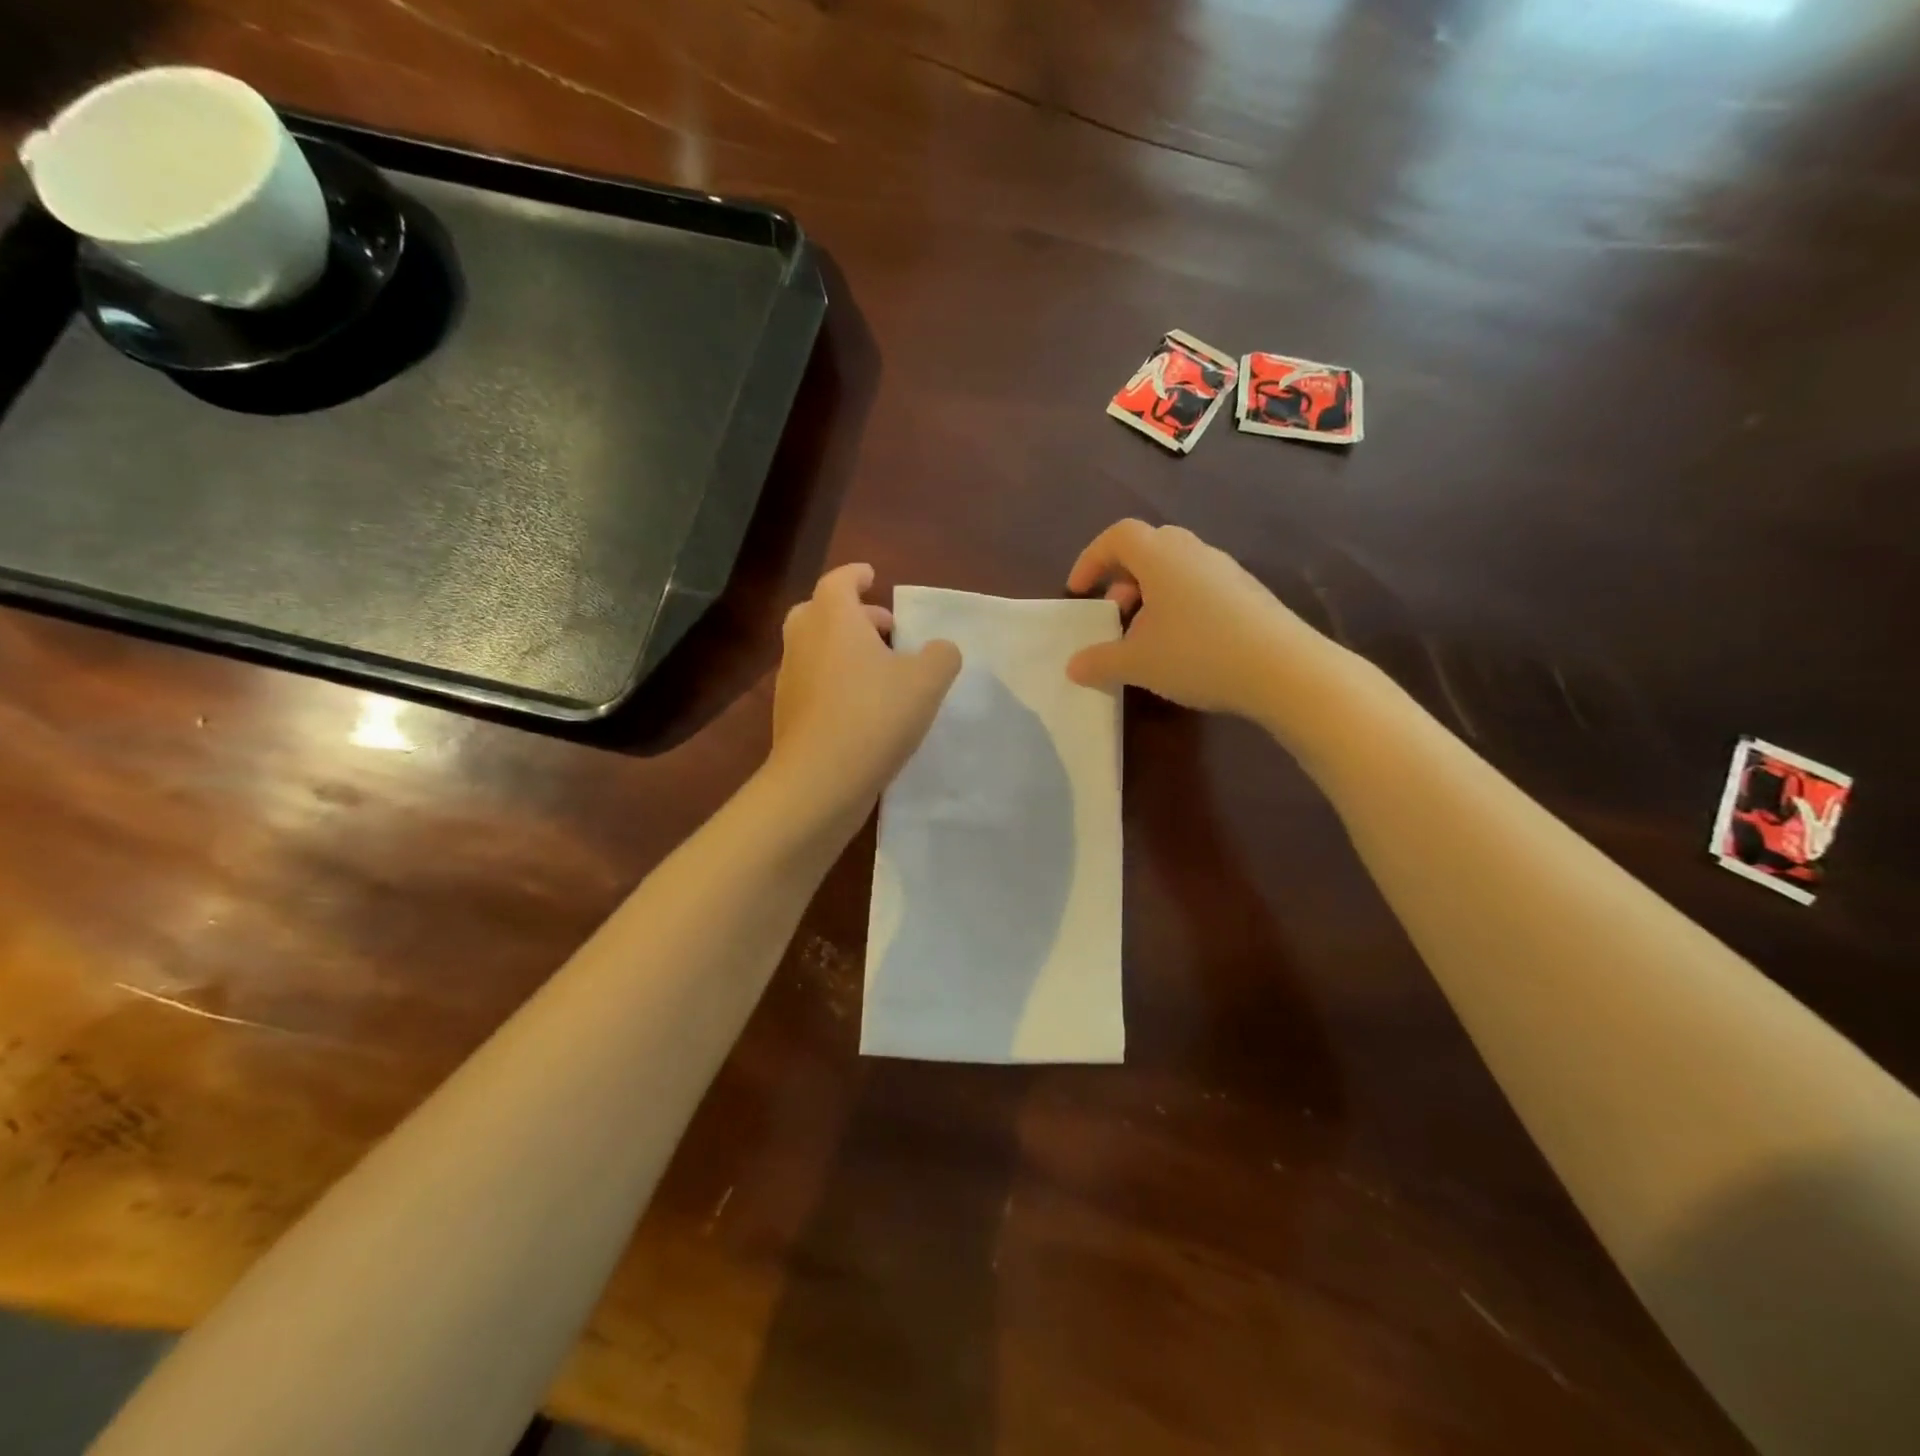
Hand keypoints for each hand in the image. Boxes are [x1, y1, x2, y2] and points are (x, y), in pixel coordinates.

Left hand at [769, 563, 961, 816]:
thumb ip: (940, 656)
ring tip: (881, 671)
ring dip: (844, 649)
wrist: (820, 781)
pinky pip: (814, 682)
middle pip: (820, 611)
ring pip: (815, 648)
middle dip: (852, 614)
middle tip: (884, 628)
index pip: (839, 580)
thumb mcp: (927, 681)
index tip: (873, 575)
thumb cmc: (874, 716)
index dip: (857, 574)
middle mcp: (804, 641)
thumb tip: (939, 650)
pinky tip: (864, 707)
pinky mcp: (788, 714)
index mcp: (833, 619)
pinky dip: (835, 681)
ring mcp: (790, 679)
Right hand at [1064, 520, 1337, 719]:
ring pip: (1177, 568)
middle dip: (1123, 576)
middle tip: (1116, 613)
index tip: (1079, 591)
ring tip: (1147, 636)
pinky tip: (1184, 646)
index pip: (1118, 536)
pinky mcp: (1249, 593)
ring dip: (1152, 594)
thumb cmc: (1198, 655)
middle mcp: (1194, 552)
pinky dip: (1180, 605)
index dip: (1091, 559)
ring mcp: (1227, 570)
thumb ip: (1100, 661)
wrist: (1284, 669)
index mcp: (1161, 557)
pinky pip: (1201, 586)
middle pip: (1149, 547)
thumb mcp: (1137, 664)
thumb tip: (1073, 666)